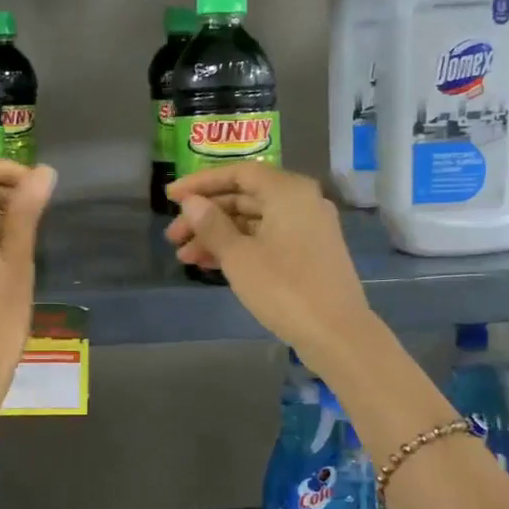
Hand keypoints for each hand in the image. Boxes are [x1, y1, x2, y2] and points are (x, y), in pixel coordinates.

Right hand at [165, 165, 373, 368]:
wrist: (337, 334)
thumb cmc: (284, 289)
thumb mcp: (239, 256)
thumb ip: (212, 225)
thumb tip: (191, 203)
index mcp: (288, 191)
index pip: (238, 174)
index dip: (201, 183)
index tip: (170, 196)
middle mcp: (301, 201)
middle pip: (244, 198)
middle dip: (205, 216)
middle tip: (173, 237)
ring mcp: (308, 228)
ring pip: (253, 222)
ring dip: (218, 236)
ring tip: (185, 258)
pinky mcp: (309, 253)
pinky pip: (267, 239)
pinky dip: (239, 248)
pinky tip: (210, 265)